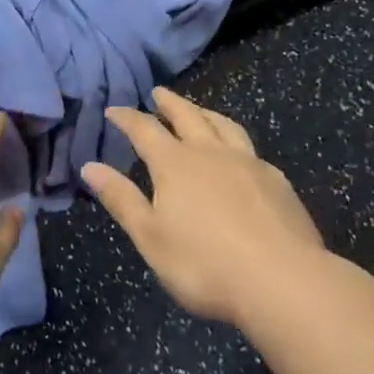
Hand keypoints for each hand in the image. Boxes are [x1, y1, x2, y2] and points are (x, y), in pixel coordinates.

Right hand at [82, 87, 329, 327]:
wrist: (283, 282)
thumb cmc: (204, 264)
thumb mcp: (150, 237)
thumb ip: (121, 199)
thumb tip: (90, 166)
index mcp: (175, 164)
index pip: (145, 129)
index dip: (127, 117)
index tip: (114, 110)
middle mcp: (210, 152)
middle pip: (187, 116)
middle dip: (169, 103)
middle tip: (158, 92)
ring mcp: (248, 163)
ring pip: (223, 125)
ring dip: (205, 113)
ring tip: (198, 111)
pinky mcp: (277, 181)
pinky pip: (249, 148)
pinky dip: (234, 141)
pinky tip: (239, 155)